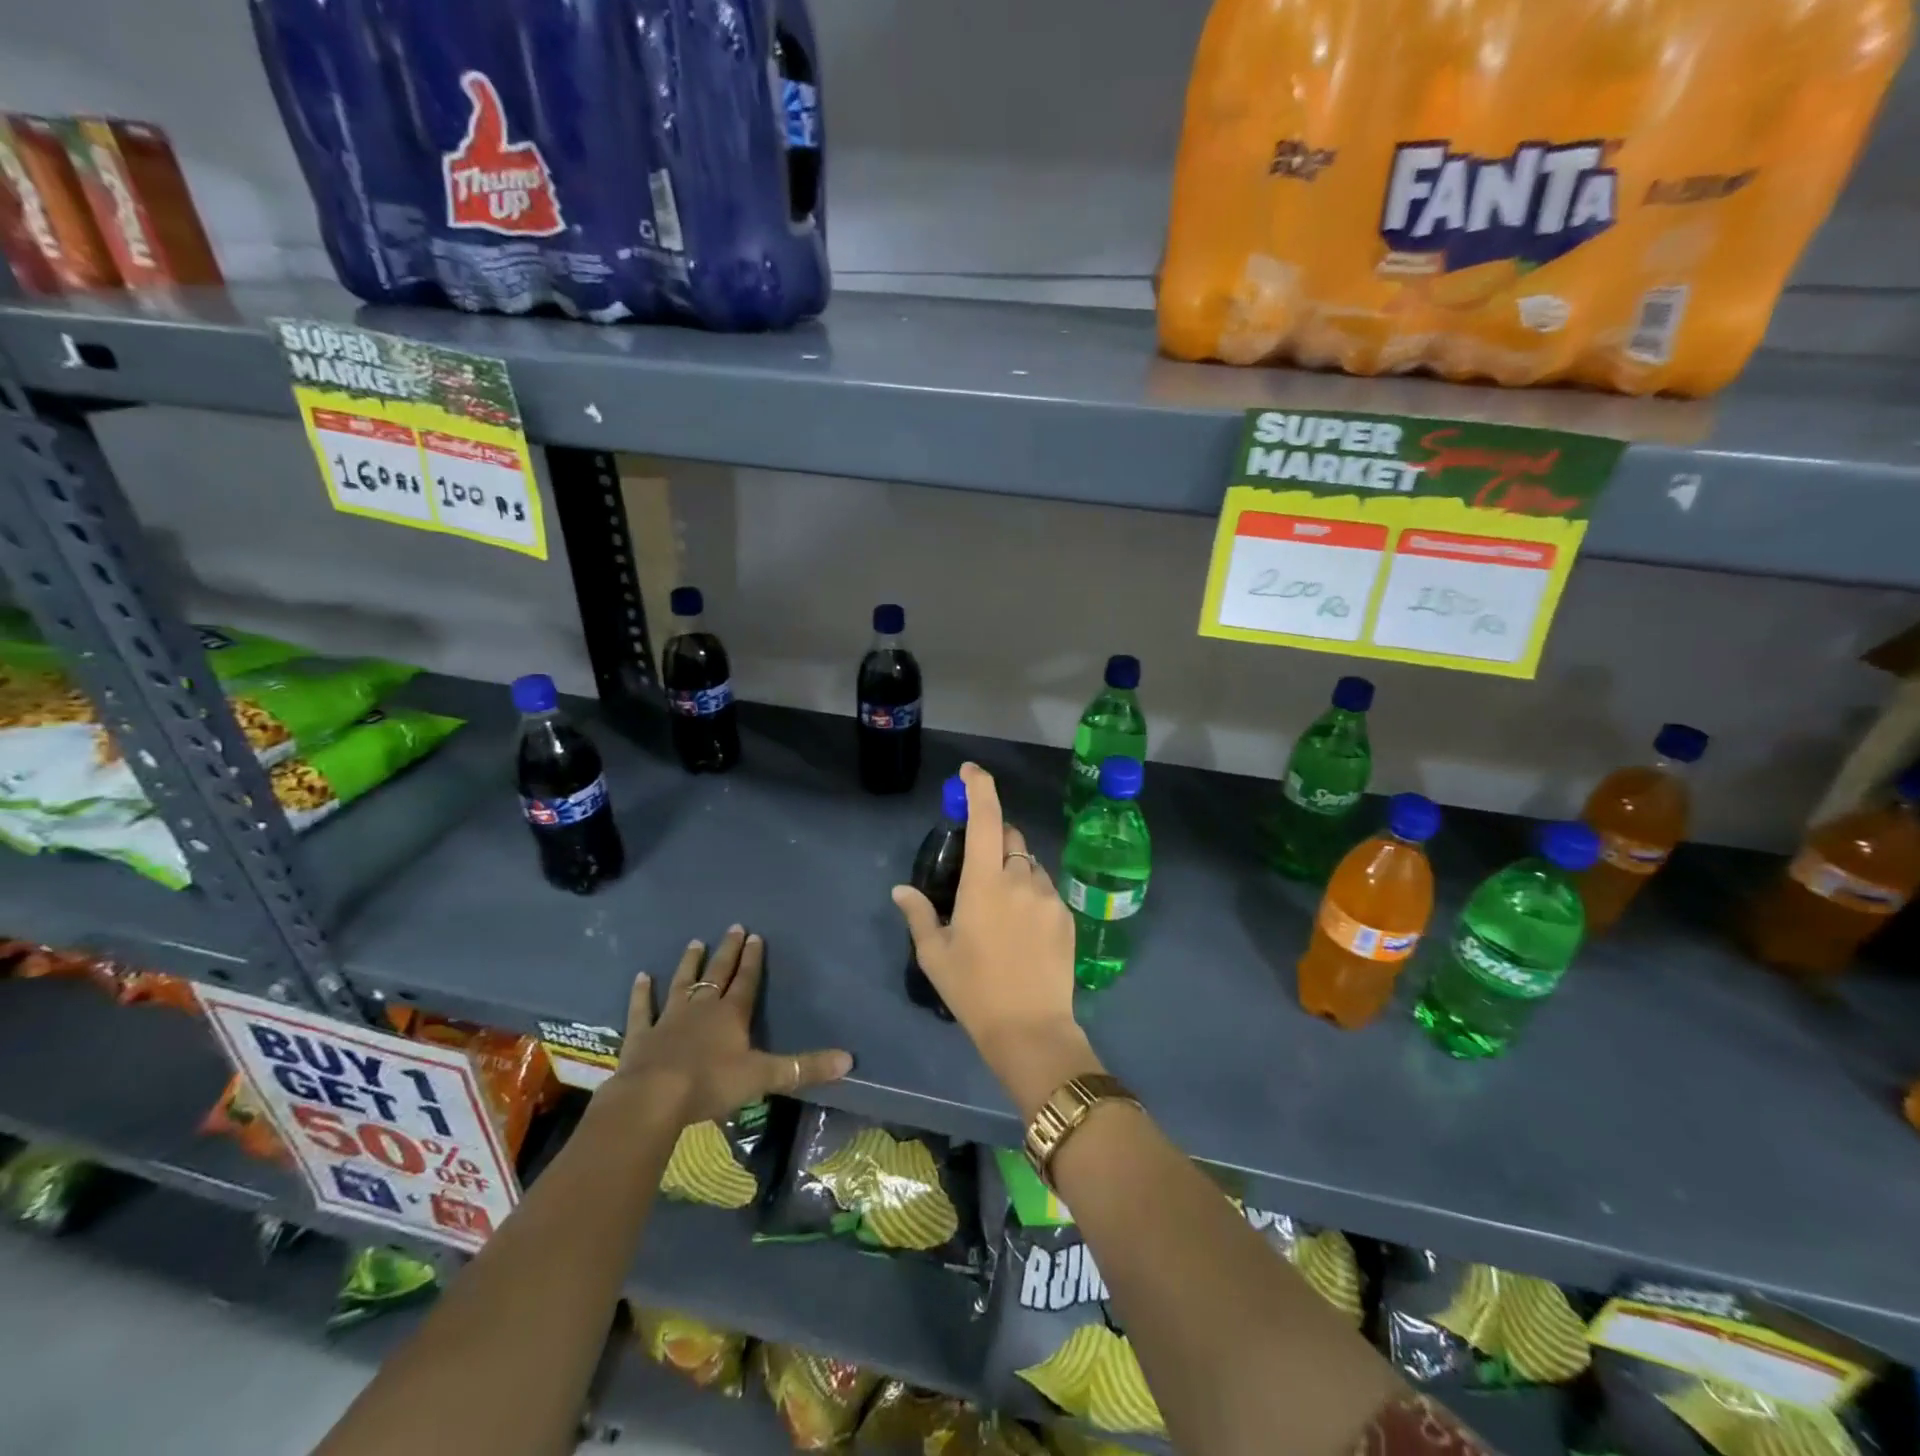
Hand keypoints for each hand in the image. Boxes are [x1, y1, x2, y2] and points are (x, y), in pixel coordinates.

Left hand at [609, 926, 852, 1125]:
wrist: (653, 1099)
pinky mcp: (641, 1035)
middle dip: (728, 951)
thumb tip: (849, 1059)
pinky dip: (642, 993)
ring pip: (682, 983)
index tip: (755, 935)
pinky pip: (642, 1009)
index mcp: (731, 1014)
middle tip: (733, 927)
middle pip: (718, 973)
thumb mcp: (763, 1076)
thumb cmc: (710, 1083)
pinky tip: (642, 977)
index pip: (746, 980)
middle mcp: (702, 1008)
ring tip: (695, 942)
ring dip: (689, 963)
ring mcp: (669, 1018)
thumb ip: (803, 1068)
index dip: (753, 959)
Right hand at [891, 763, 1095, 1113]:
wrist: (1030, 1030)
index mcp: (984, 883)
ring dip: (1014, 870)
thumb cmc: (974, 991)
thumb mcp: (935, 955)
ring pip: (1030, 864)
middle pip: (1010, 836)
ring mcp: (1048, 896)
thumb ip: (918, 914)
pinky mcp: (1067, 915)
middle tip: (978, 869)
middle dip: (995, 837)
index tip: (970, 771)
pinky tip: (1022, 928)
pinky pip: (1045, 889)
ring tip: (1001, 909)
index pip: (985, 818)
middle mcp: (1020, 878)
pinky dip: (1031, 893)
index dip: (979, 787)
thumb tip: (901, 889)